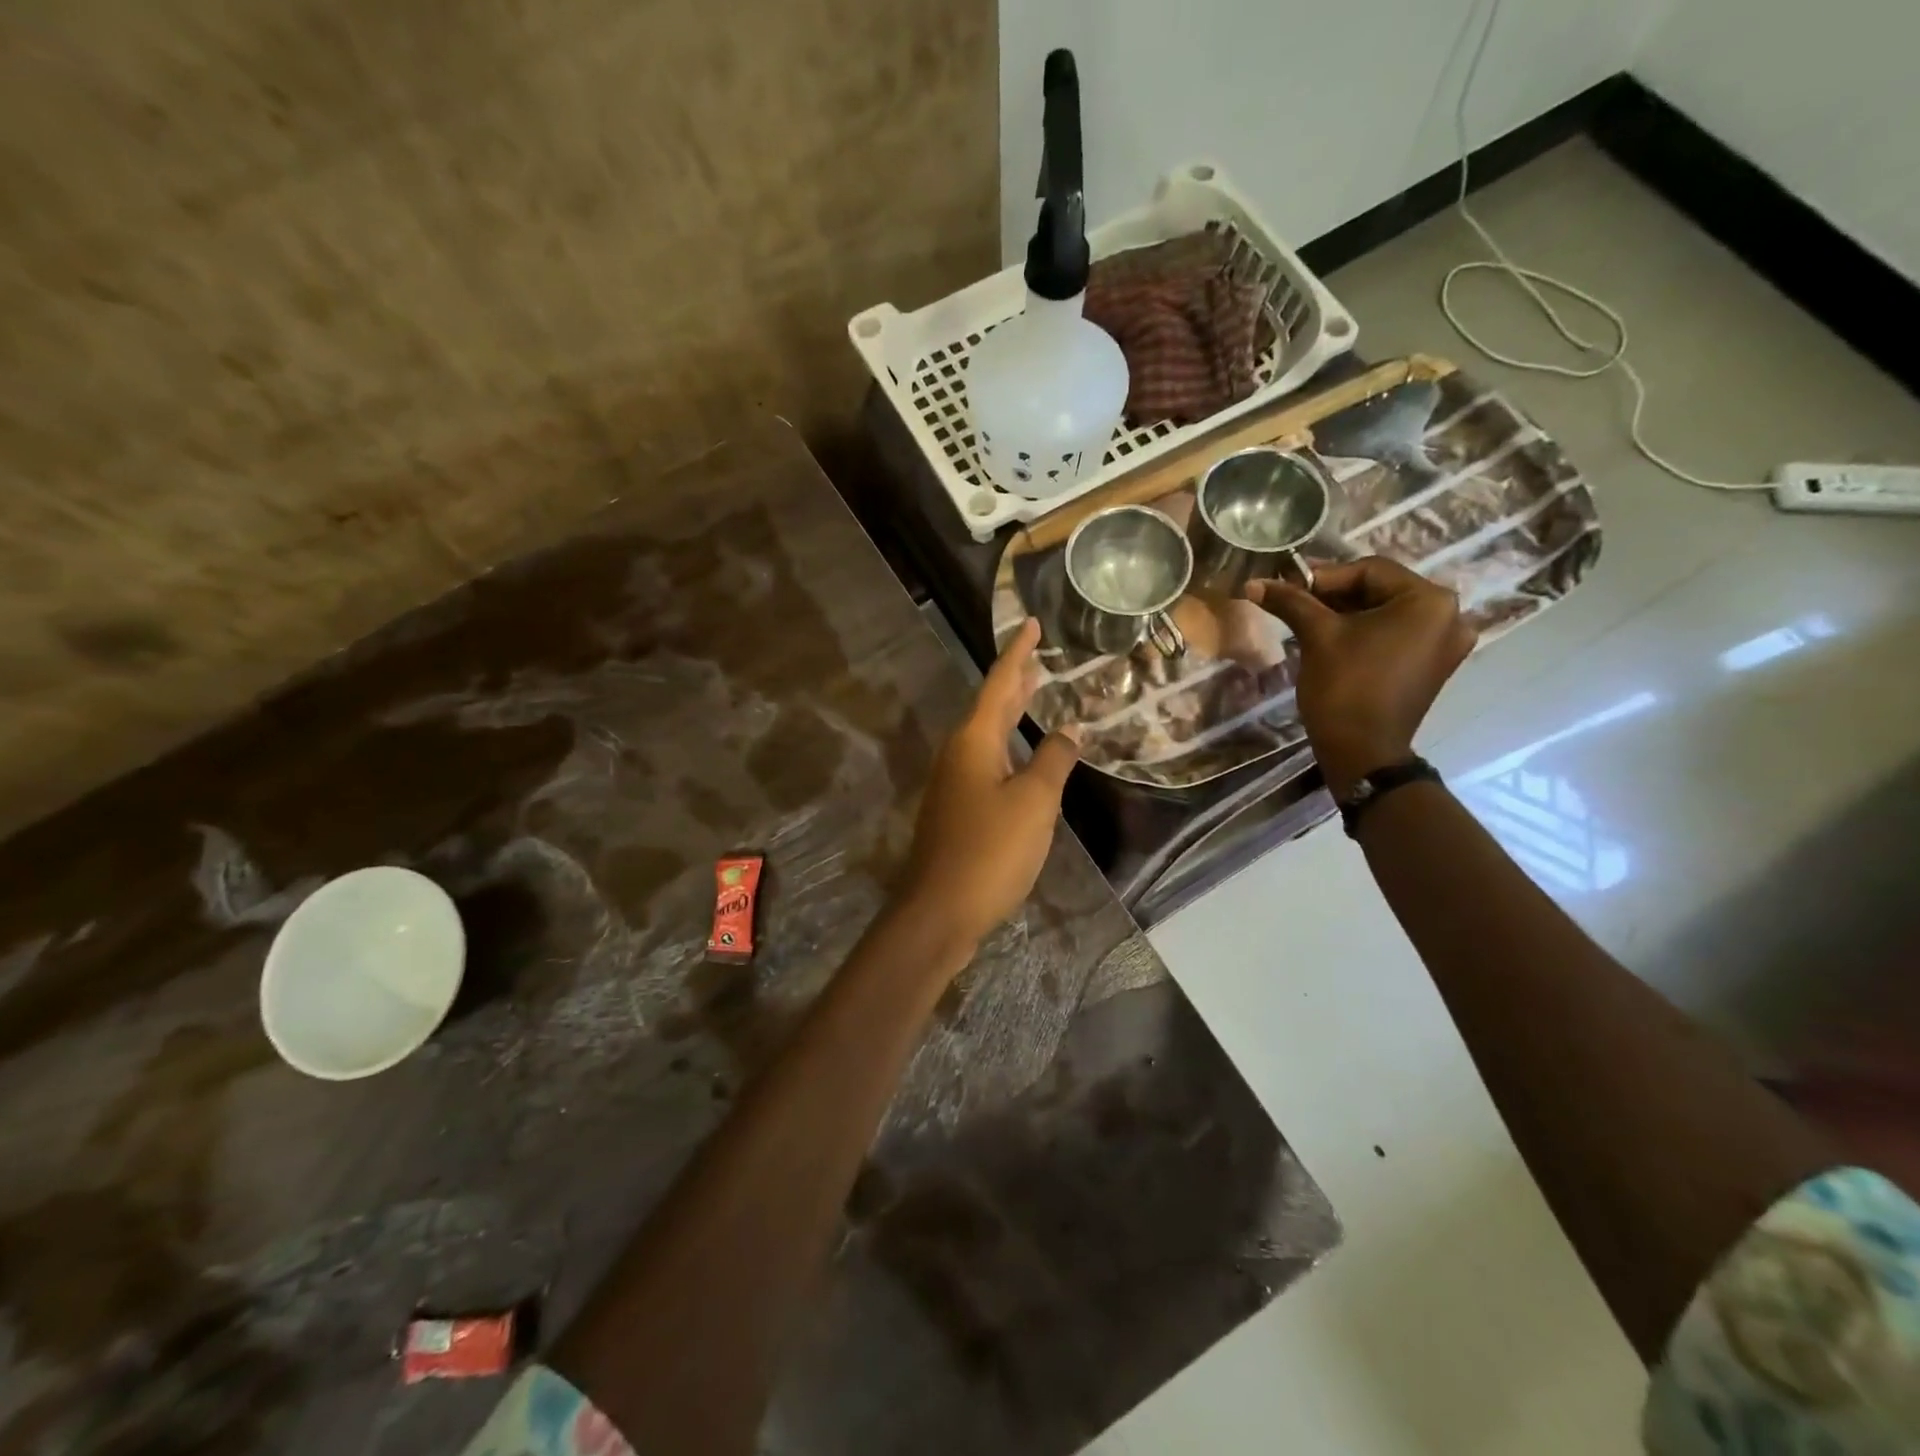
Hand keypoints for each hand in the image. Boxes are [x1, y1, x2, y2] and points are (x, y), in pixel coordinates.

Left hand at [899, 619, 1080, 950]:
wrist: (940, 910)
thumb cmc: (990, 850)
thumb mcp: (1034, 802)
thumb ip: (1052, 761)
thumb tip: (1068, 731)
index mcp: (974, 741)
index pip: (1000, 683)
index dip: (1018, 653)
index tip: (1032, 624)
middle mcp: (959, 754)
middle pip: (990, 707)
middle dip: (1015, 682)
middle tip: (1038, 659)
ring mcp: (954, 784)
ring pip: (988, 736)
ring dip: (1011, 715)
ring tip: (1035, 697)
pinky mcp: (957, 811)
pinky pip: (987, 764)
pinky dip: (1009, 749)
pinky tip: (1023, 760)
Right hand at [1246, 557, 1475, 797]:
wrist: (1361, 752)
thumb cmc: (1345, 687)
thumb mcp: (1317, 636)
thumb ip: (1291, 602)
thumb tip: (1254, 583)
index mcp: (1429, 601)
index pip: (1370, 570)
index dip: (1322, 576)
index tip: (1286, 585)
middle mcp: (1448, 616)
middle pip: (1380, 590)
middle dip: (1333, 595)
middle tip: (1292, 601)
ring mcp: (1443, 644)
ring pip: (1385, 613)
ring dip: (1345, 613)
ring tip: (1305, 620)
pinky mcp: (1431, 665)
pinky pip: (1393, 635)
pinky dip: (1362, 632)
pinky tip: (1331, 639)